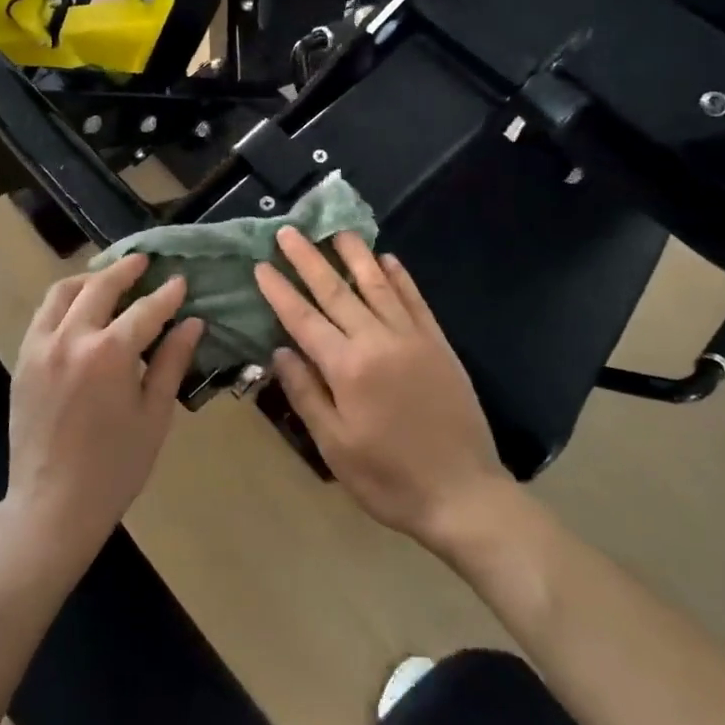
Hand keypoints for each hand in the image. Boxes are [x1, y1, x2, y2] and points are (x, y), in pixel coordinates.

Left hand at [4, 254, 204, 563]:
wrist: (53, 504)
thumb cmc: (115, 466)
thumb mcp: (154, 415)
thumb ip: (171, 362)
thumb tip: (192, 323)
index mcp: (110, 353)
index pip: (145, 309)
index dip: (167, 294)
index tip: (181, 280)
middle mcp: (72, 338)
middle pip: (101, 286)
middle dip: (126, 269)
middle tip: (144, 261)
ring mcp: (41, 346)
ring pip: (63, 292)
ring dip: (90, 277)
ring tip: (109, 276)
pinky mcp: (23, 359)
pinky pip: (43, 314)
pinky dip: (64, 300)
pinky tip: (79, 306)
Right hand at [255, 229, 515, 556]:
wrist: (463, 495)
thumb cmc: (388, 478)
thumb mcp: (333, 446)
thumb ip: (306, 393)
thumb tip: (280, 351)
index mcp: (347, 367)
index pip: (303, 318)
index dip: (280, 291)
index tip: (261, 265)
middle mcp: (378, 340)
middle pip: (336, 291)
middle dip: (308, 259)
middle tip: (288, 231)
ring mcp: (413, 338)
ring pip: (377, 285)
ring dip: (354, 254)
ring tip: (336, 229)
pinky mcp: (439, 344)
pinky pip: (416, 300)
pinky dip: (400, 277)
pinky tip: (388, 259)